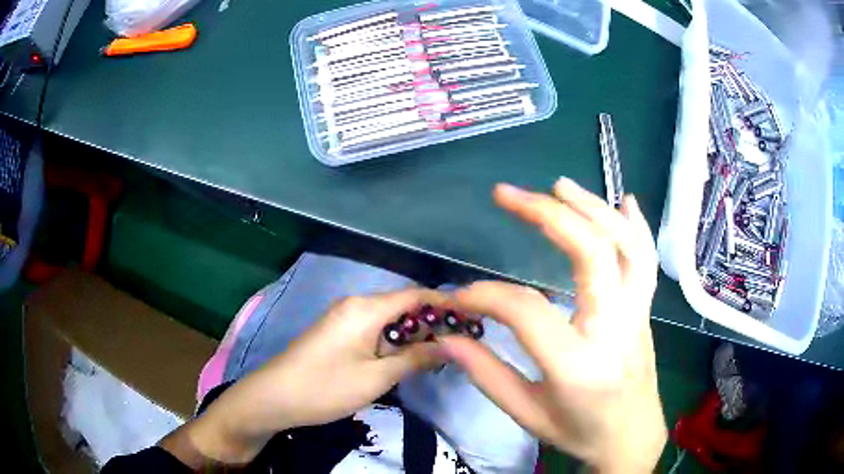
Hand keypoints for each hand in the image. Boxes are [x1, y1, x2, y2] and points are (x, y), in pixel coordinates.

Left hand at [170, 289, 447, 465]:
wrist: (274, 397)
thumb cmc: (326, 388)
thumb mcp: (376, 378)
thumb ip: (415, 358)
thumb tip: (451, 345)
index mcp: (365, 308)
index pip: (416, 295)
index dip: (447, 303)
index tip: (473, 318)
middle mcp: (356, 303)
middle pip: (404, 304)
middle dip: (433, 321)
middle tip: (460, 344)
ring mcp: (344, 316)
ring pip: (390, 317)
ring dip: (414, 333)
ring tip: (440, 353)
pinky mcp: (338, 330)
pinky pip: (375, 327)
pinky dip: (395, 339)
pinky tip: (407, 357)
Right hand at [439, 178, 665, 472]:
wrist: (631, 437)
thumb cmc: (579, 431)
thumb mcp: (527, 414)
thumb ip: (486, 374)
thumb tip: (447, 335)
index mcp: (578, 364)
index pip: (526, 310)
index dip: (486, 295)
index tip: (459, 296)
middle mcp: (615, 328)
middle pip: (591, 254)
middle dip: (548, 215)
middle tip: (509, 194)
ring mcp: (637, 314)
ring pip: (625, 245)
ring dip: (592, 207)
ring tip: (559, 185)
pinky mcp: (646, 309)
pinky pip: (646, 259)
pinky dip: (636, 225)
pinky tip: (623, 201)